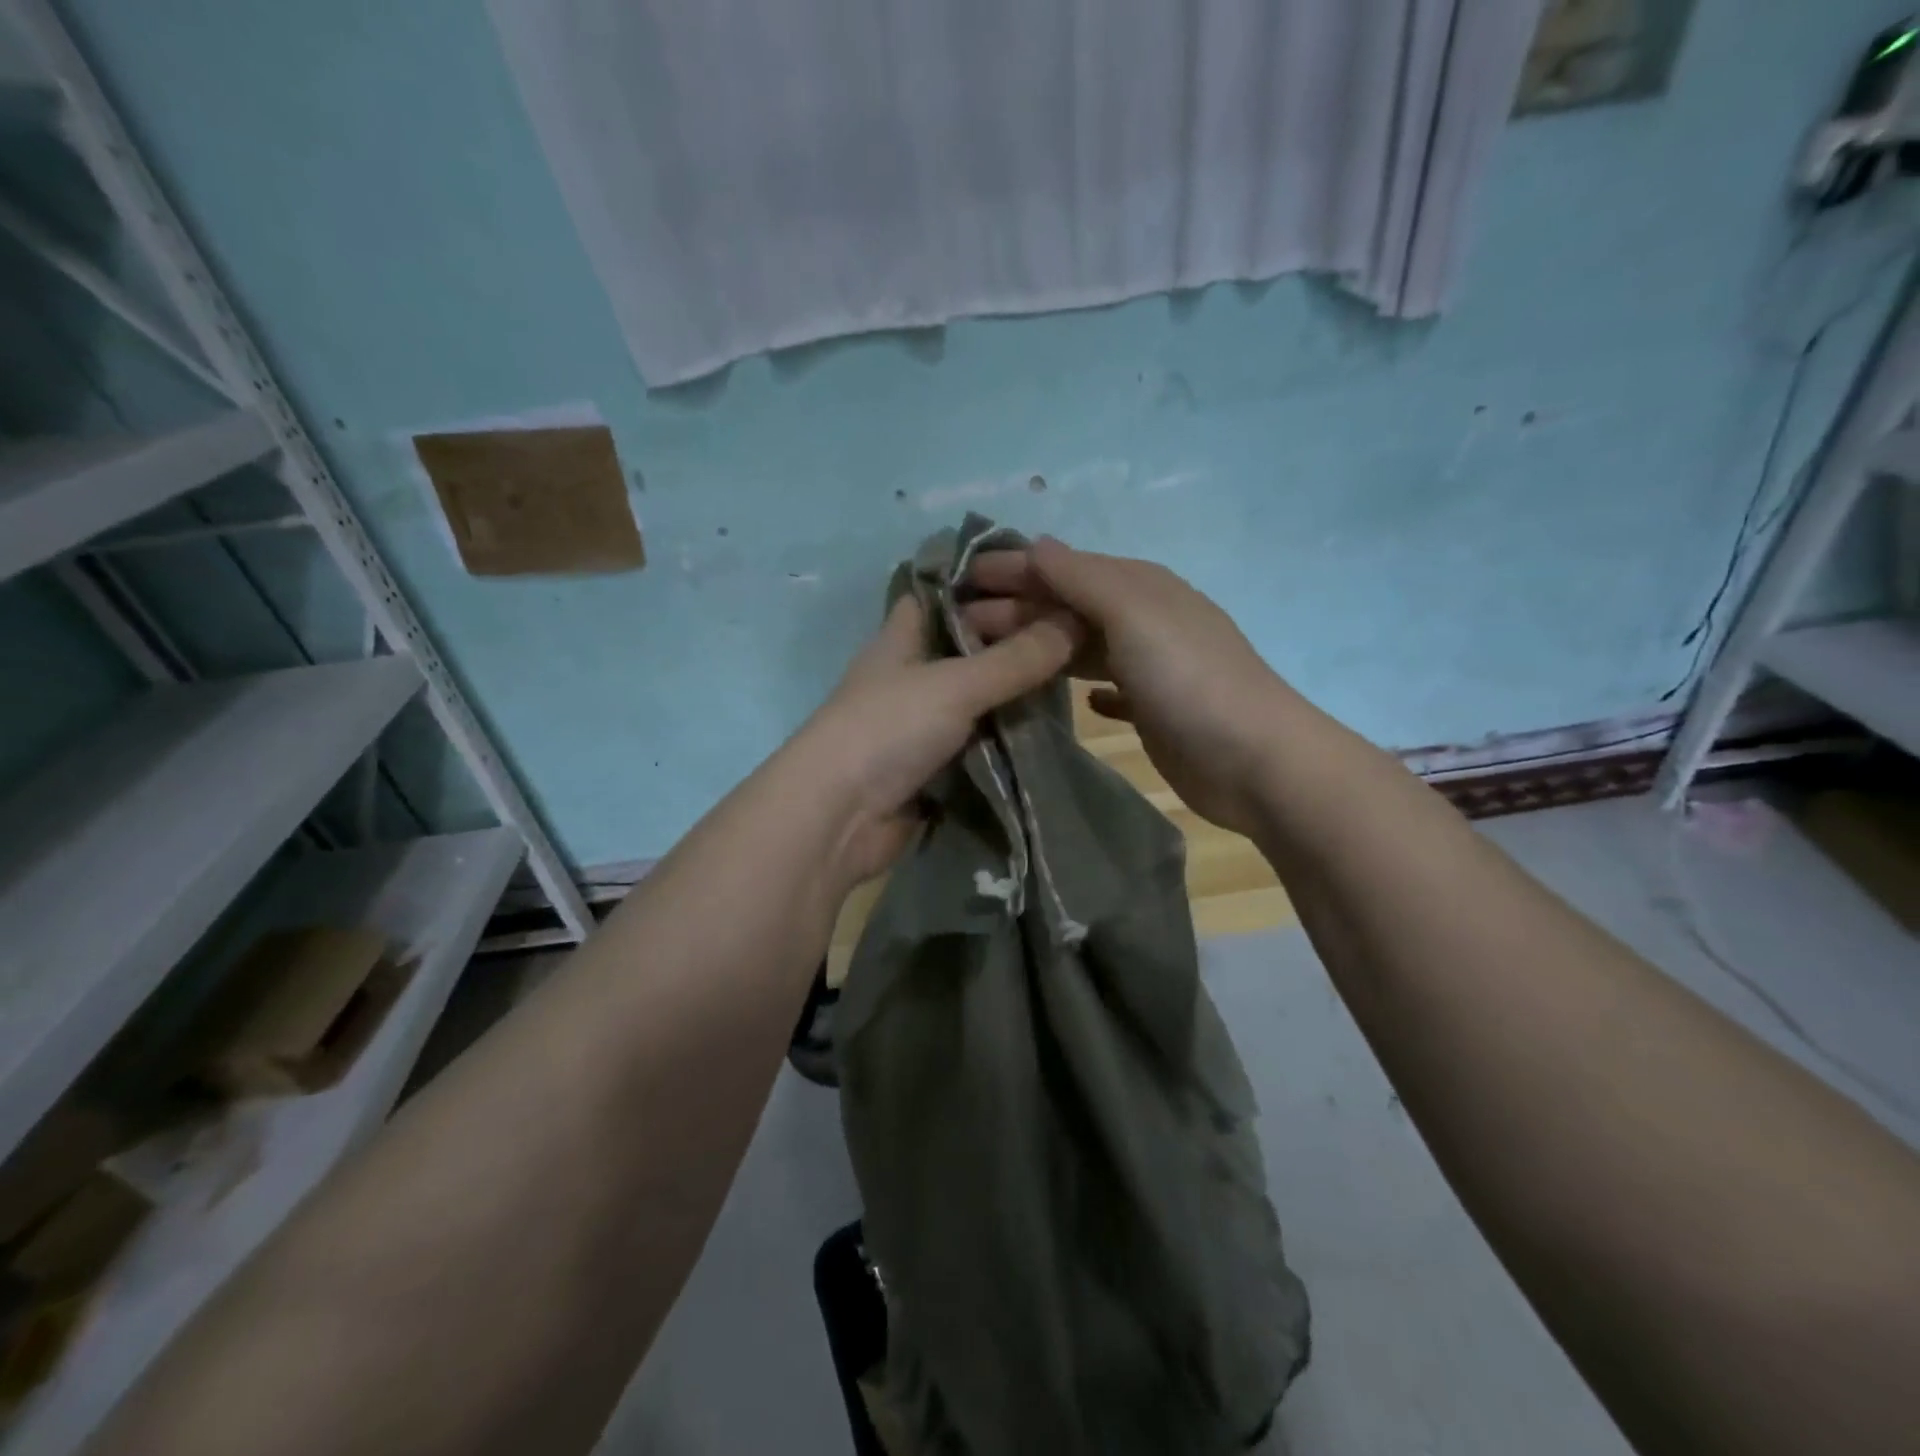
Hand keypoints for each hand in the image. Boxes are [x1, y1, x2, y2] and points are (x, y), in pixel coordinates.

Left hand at [794, 593, 1078, 887]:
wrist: (838, 818)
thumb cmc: (887, 730)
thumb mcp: (955, 685)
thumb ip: (1015, 659)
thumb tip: (1076, 620)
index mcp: (902, 638)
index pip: (944, 594)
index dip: (985, 583)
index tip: (1040, 579)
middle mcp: (910, 675)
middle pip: (967, 647)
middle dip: (1013, 641)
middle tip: (1074, 634)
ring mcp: (919, 724)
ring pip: (976, 698)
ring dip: (1014, 694)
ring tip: (1074, 677)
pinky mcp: (931, 766)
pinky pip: (978, 742)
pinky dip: (1006, 737)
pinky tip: (1049, 729)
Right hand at [965, 538, 1294, 835]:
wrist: (1254, 759)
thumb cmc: (1188, 678)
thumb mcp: (1133, 614)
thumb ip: (1082, 578)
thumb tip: (1037, 544)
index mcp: (1139, 587)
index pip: (1064, 567)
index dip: (1014, 569)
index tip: (962, 577)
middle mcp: (1144, 620)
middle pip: (1068, 606)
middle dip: (1016, 609)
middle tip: (961, 623)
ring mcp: (1150, 666)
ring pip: (1081, 646)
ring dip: (1039, 646)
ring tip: (992, 656)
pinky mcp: (1153, 710)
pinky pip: (1107, 686)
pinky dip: (1083, 686)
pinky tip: (1061, 695)